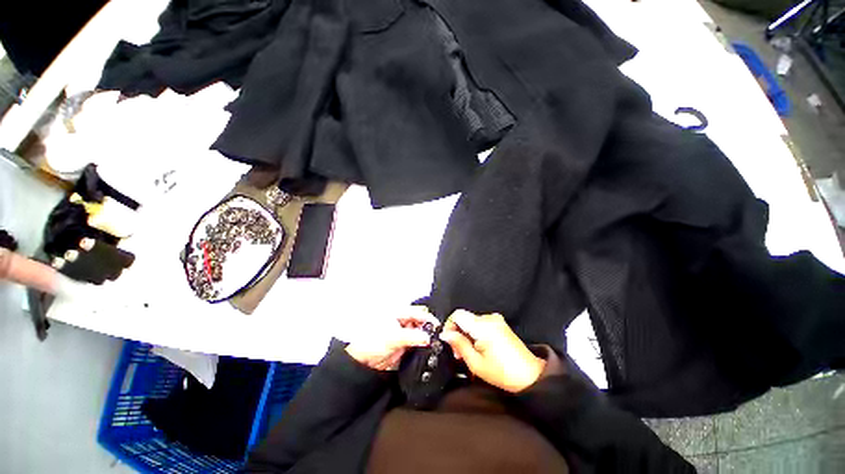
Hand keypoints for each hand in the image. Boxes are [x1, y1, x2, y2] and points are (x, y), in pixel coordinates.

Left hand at [346, 307, 438, 370]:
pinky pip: (418, 344)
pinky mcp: (405, 345)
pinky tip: (427, 350)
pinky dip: (423, 347)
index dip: (428, 318)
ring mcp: (404, 333)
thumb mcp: (392, 338)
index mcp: (399, 313)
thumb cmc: (370, 343)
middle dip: (429, 329)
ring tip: (434, 344)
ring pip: (421, 333)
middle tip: (437, 337)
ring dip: (427, 338)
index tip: (437, 327)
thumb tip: (427, 337)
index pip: (418, 312)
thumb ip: (411, 337)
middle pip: (421, 322)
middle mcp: (403, 321)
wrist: (362, 363)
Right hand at [440, 309, 545, 392]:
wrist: (530, 376)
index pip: (458, 314)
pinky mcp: (501, 324)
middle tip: (458, 353)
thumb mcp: (475, 363)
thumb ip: (459, 344)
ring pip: (472, 322)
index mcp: (482, 326)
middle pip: (465, 318)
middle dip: (458, 333)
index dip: (449, 325)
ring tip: (469, 353)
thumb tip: (445, 334)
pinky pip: (482, 324)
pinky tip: (479, 348)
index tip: (449, 340)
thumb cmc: (502, 373)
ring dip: (467, 334)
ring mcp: (496, 320)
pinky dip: (476, 333)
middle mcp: (489, 318)